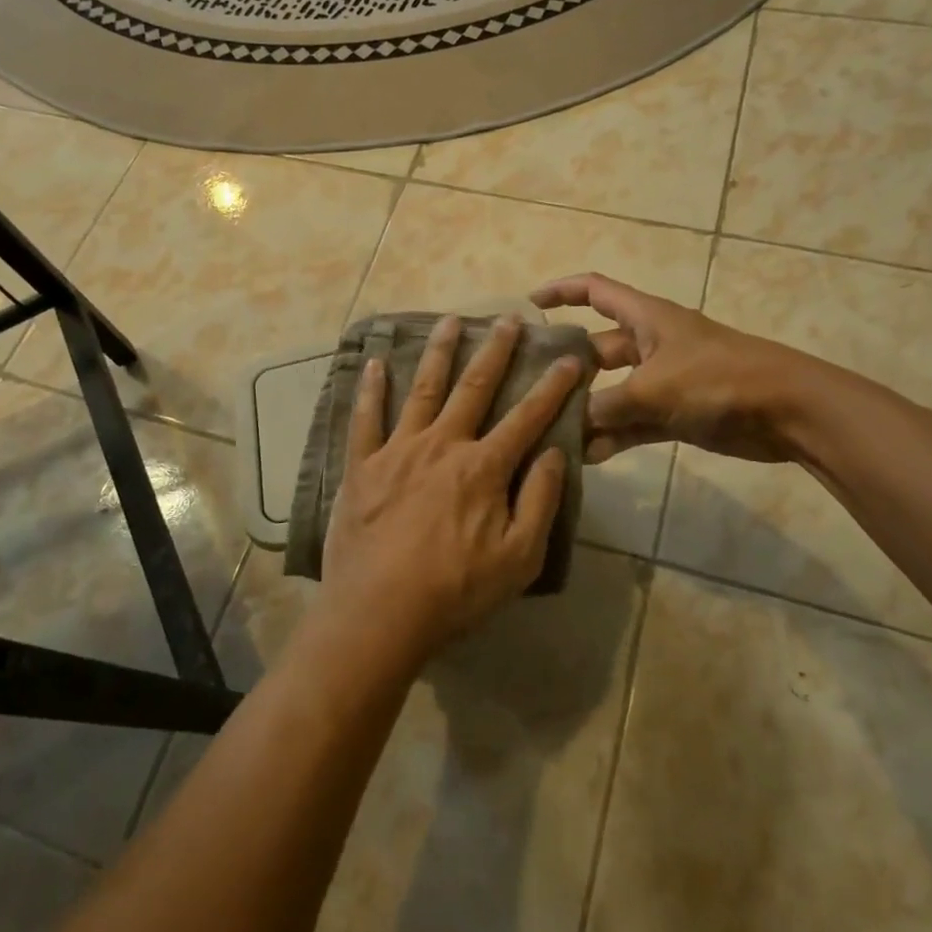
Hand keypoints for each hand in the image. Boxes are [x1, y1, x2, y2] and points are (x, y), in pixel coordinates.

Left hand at [320, 315, 581, 657]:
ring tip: (449, 320)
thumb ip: (540, 502)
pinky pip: (365, 418)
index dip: (552, 386)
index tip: (569, 357)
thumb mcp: (518, 558)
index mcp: (483, 467)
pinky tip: (375, 362)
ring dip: (438, 352)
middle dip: (495, 350)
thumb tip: (555, 454)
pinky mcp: (361, 465)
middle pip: (474, 388)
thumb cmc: (455, 591)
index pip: (527, 417)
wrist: (379, 613)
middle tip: (508, 318)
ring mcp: (398, 450)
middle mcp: (443, 445)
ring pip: (422, 389)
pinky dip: (370, 389)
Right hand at [530, 273, 819, 464]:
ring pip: (614, 393)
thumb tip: (570, 424)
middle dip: (567, 368)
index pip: (595, 291)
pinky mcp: (677, 413)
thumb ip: (606, 406)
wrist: (787, 411)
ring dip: (588, 411)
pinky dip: (614, 436)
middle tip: (528, 389)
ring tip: (551, 431)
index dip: (562, 291)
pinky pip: (634, 422)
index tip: (530, 304)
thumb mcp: (653, 388)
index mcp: (646, 318)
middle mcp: (650, 344)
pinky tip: (588, 457)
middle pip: (597, 350)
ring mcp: (664, 381)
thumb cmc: (717, 379)